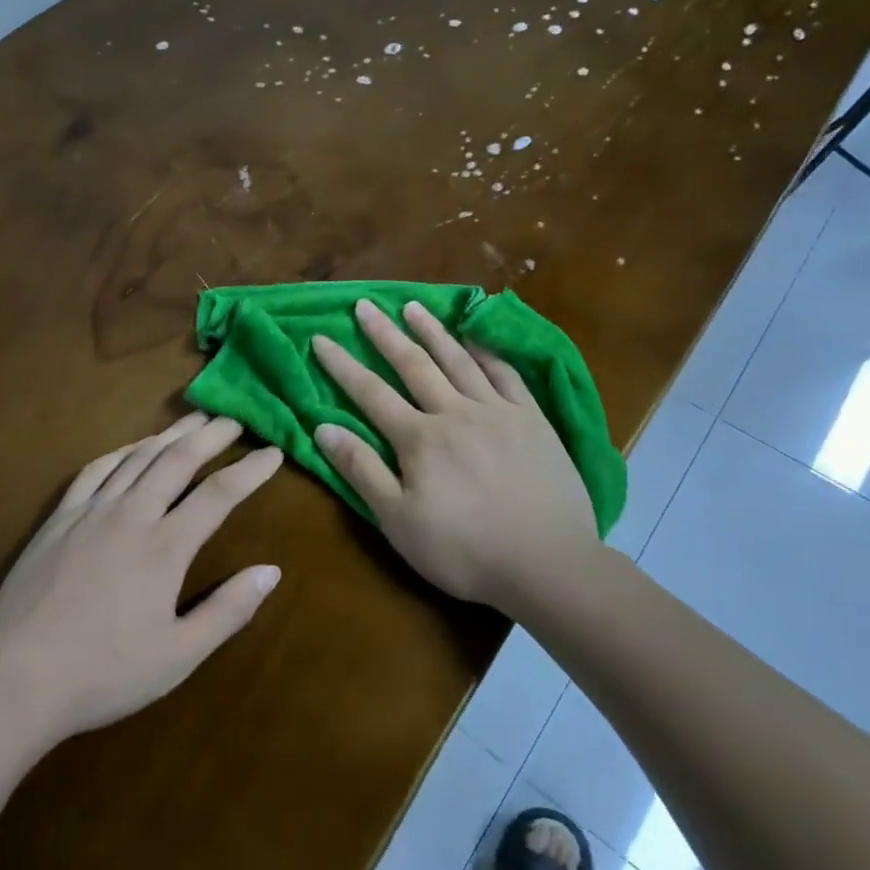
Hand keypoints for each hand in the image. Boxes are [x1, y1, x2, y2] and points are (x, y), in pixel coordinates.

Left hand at [0, 412, 284, 742]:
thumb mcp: (178, 656)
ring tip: (193, 421)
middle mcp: (130, 516)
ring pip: (136, 458)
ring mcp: (90, 513)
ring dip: (169, 435)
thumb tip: (272, 571)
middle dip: (210, 435)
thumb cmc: (105, 673)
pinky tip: (131, 449)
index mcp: (164, 548)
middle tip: (234, 420)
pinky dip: (120, 452)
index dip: (250, 470)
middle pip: (176, 460)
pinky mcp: (58, 520)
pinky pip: (93, 471)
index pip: (218, 495)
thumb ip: (228, 610)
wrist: (16, 680)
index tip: (273, 453)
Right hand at [310, 299, 599, 611]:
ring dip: (432, 330)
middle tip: (364, 304)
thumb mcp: (398, 520)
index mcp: (419, 439)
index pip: (370, 393)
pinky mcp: (532, 419)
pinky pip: (505, 373)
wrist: (548, 564)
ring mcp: (497, 411)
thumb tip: (323, 428)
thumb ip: (361, 470)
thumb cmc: (464, 551)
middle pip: (413, 364)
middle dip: (384, 333)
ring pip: (458, 359)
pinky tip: (474, 338)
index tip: (320, 338)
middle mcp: (454, 412)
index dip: (342, 365)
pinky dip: (486, 351)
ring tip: (413, 306)